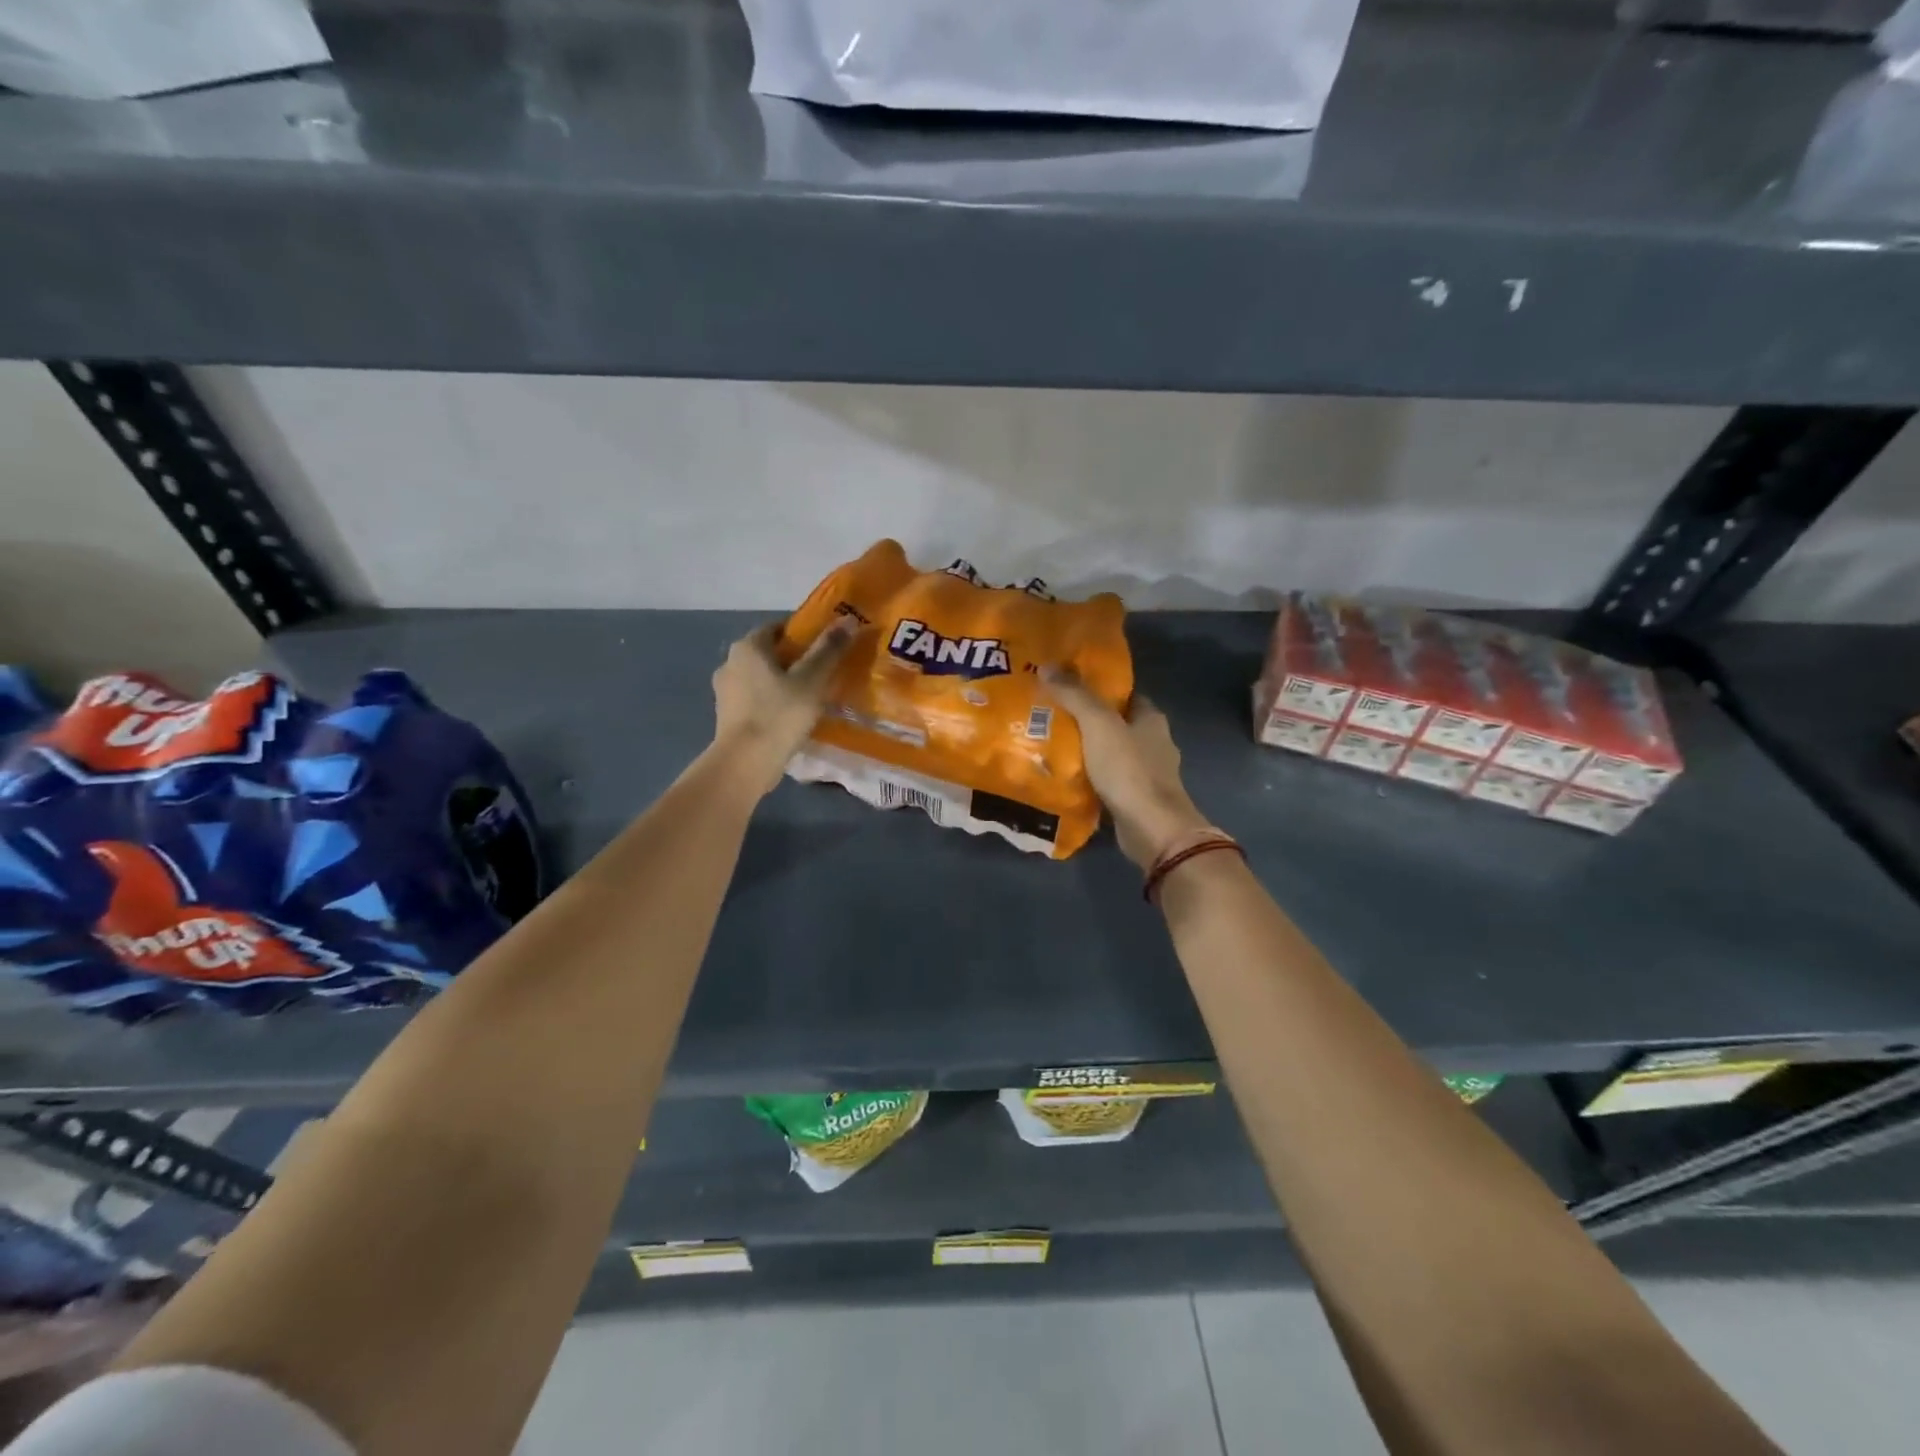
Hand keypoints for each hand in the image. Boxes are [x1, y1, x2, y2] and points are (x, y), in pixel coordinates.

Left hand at [711, 620, 858, 794]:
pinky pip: (756, 700)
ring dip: (783, 683)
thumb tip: (848, 619)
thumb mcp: (811, 680)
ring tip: (811, 697)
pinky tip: (792, 717)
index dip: (804, 633)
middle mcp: (730, 663)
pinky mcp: (728, 717)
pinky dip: (773, 702)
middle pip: (769, 653)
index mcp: (748, 647)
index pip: (778, 627)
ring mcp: (725, 692)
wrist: (745, 763)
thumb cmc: (779, 715)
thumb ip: (828, 649)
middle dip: (795, 659)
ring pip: (762, 678)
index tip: (826, 646)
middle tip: (823, 672)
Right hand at [1042, 669, 1209, 868]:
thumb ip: (1075, 695)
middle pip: (1116, 724)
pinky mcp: (1137, 799)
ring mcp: (1147, 774)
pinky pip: (1109, 780)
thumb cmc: (1129, 770)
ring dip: (1088, 751)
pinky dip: (1091, 778)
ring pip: (1112, 753)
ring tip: (1051, 745)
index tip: (1067, 686)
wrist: (1152, 829)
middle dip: (1088, 720)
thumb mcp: (1098, 724)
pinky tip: (1066, 777)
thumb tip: (1047, 665)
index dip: (1098, 688)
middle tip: (1051, 715)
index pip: (1124, 694)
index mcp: (1151, 718)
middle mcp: (1154, 743)